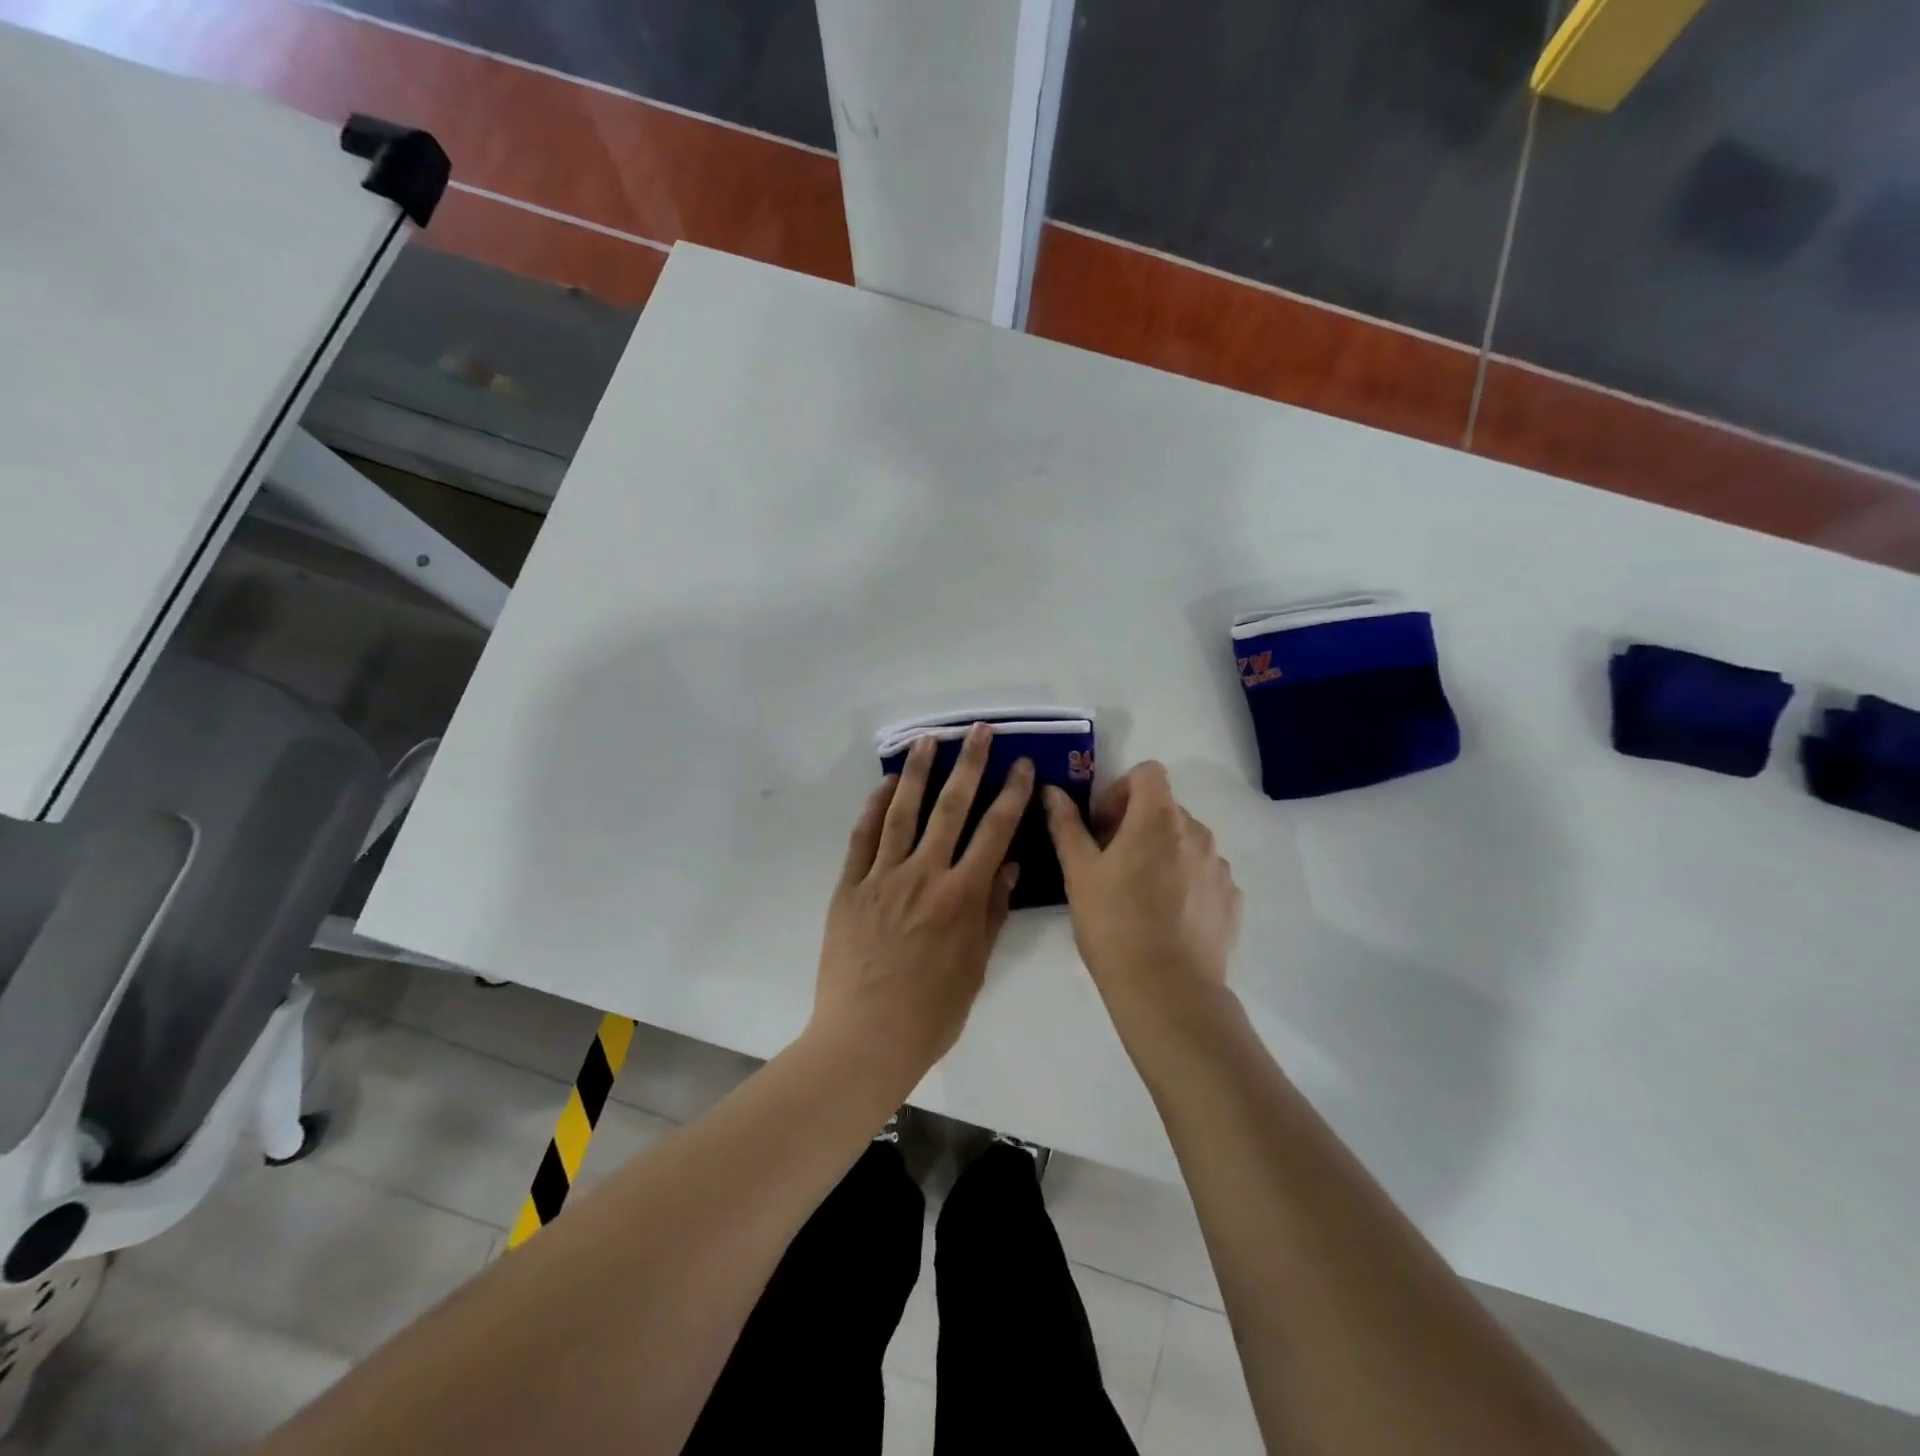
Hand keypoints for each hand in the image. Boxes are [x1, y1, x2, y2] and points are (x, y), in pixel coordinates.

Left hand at [811, 724, 1031, 1091]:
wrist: (865, 1037)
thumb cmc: (931, 1012)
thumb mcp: (976, 967)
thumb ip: (992, 912)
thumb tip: (1008, 865)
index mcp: (962, 896)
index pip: (995, 832)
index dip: (1012, 794)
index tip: (1022, 766)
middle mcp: (924, 875)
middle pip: (951, 807)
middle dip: (969, 764)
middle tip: (978, 730)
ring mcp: (882, 877)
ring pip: (902, 811)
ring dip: (918, 772)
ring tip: (928, 739)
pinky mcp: (850, 887)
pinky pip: (863, 838)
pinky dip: (874, 808)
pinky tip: (885, 785)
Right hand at [1044, 762, 1242, 1012]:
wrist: (1167, 990)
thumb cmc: (1113, 924)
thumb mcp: (1079, 872)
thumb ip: (1066, 825)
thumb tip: (1053, 791)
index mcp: (1158, 818)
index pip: (1147, 773)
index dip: (1120, 791)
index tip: (1102, 827)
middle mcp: (1197, 832)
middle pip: (1164, 808)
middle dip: (1136, 825)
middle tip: (1111, 864)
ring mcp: (1219, 866)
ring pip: (1185, 842)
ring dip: (1162, 853)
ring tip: (1139, 896)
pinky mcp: (1232, 899)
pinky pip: (1204, 874)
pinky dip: (1184, 882)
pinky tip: (1166, 918)